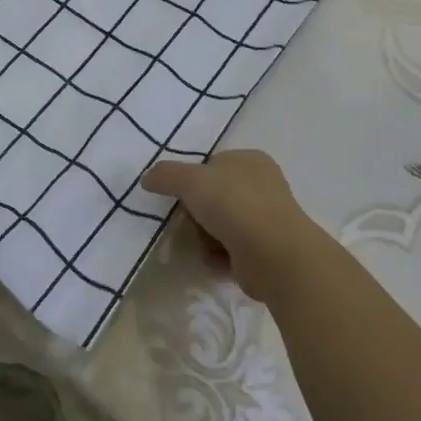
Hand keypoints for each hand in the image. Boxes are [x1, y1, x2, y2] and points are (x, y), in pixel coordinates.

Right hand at [142, 149, 326, 304]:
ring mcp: (265, 219)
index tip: (178, 195)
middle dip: (196, 212)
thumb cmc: (235, 204)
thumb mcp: (191, 180)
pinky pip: (229, 249)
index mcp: (250, 160)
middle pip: (213, 196)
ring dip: (204, 236)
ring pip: (219, 224)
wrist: (274, 255)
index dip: (191, 179)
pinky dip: (217, 255)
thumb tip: (146, 178)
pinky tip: (213, 260)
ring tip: (199, 244)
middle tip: (185, 222)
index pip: (211, 165)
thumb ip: (166, 175)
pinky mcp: (263, 250)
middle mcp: (261, 186)